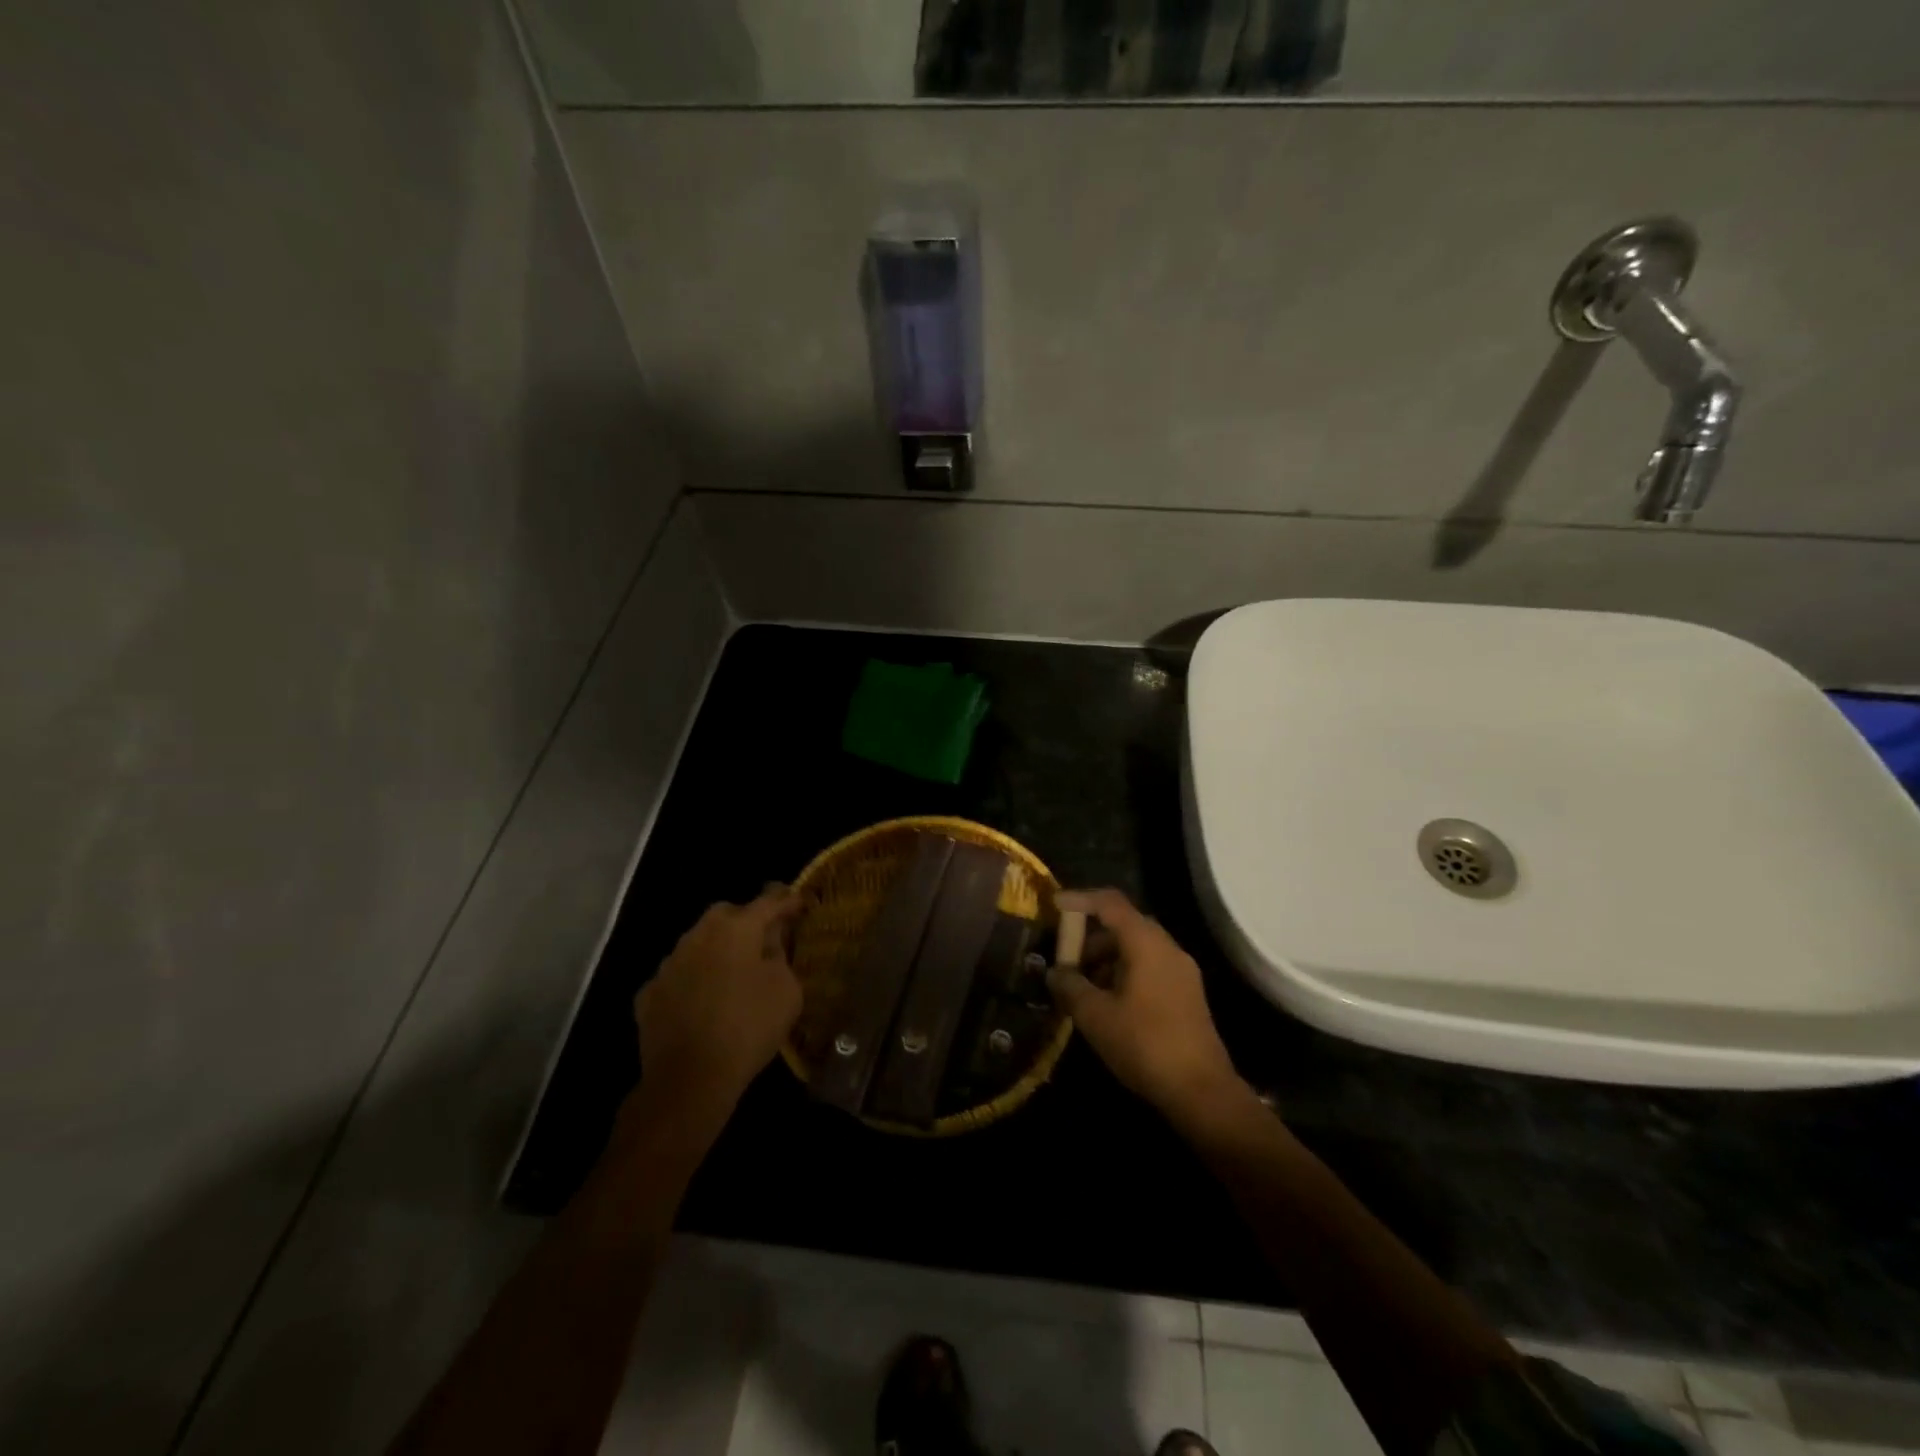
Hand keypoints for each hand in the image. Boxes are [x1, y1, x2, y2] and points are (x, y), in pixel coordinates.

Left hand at [634, 888, 802, 1111]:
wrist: (689, 1080)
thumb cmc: (748, 1027)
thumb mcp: (786, 990)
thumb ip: (780, 954)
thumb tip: (771, 939)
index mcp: (736, 929)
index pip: (767, 902)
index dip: (787, 901)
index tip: (800, 903)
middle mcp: (698, 936)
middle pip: (726, 915)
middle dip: (746, 920)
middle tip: (764, 939)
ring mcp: (669, 964)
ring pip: (698, 943)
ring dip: (717, 950)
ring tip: (733, 973)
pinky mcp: (649, 994)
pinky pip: (679, 975)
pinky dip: (693, 980)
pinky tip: (703, 1001)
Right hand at [1047, 888, 1240, 1117]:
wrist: (1202, 1091)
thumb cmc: (1145, 1044)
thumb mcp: (1096, 1016)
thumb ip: (1070, 987)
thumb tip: (1055, 972)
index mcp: (1146, 943)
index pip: (1110, 903)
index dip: (1080, 899)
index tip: (1054, 906)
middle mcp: (1168, 948)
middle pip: (1124, 925)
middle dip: (1090, 936)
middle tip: (1064, 956)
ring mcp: (1182, 971)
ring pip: (1137, 948)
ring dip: (1106, 957)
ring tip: (1081, 985)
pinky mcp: (1187, 994)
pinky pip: (1149, 967)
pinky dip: (1123, 972)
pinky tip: (1106, 1001)